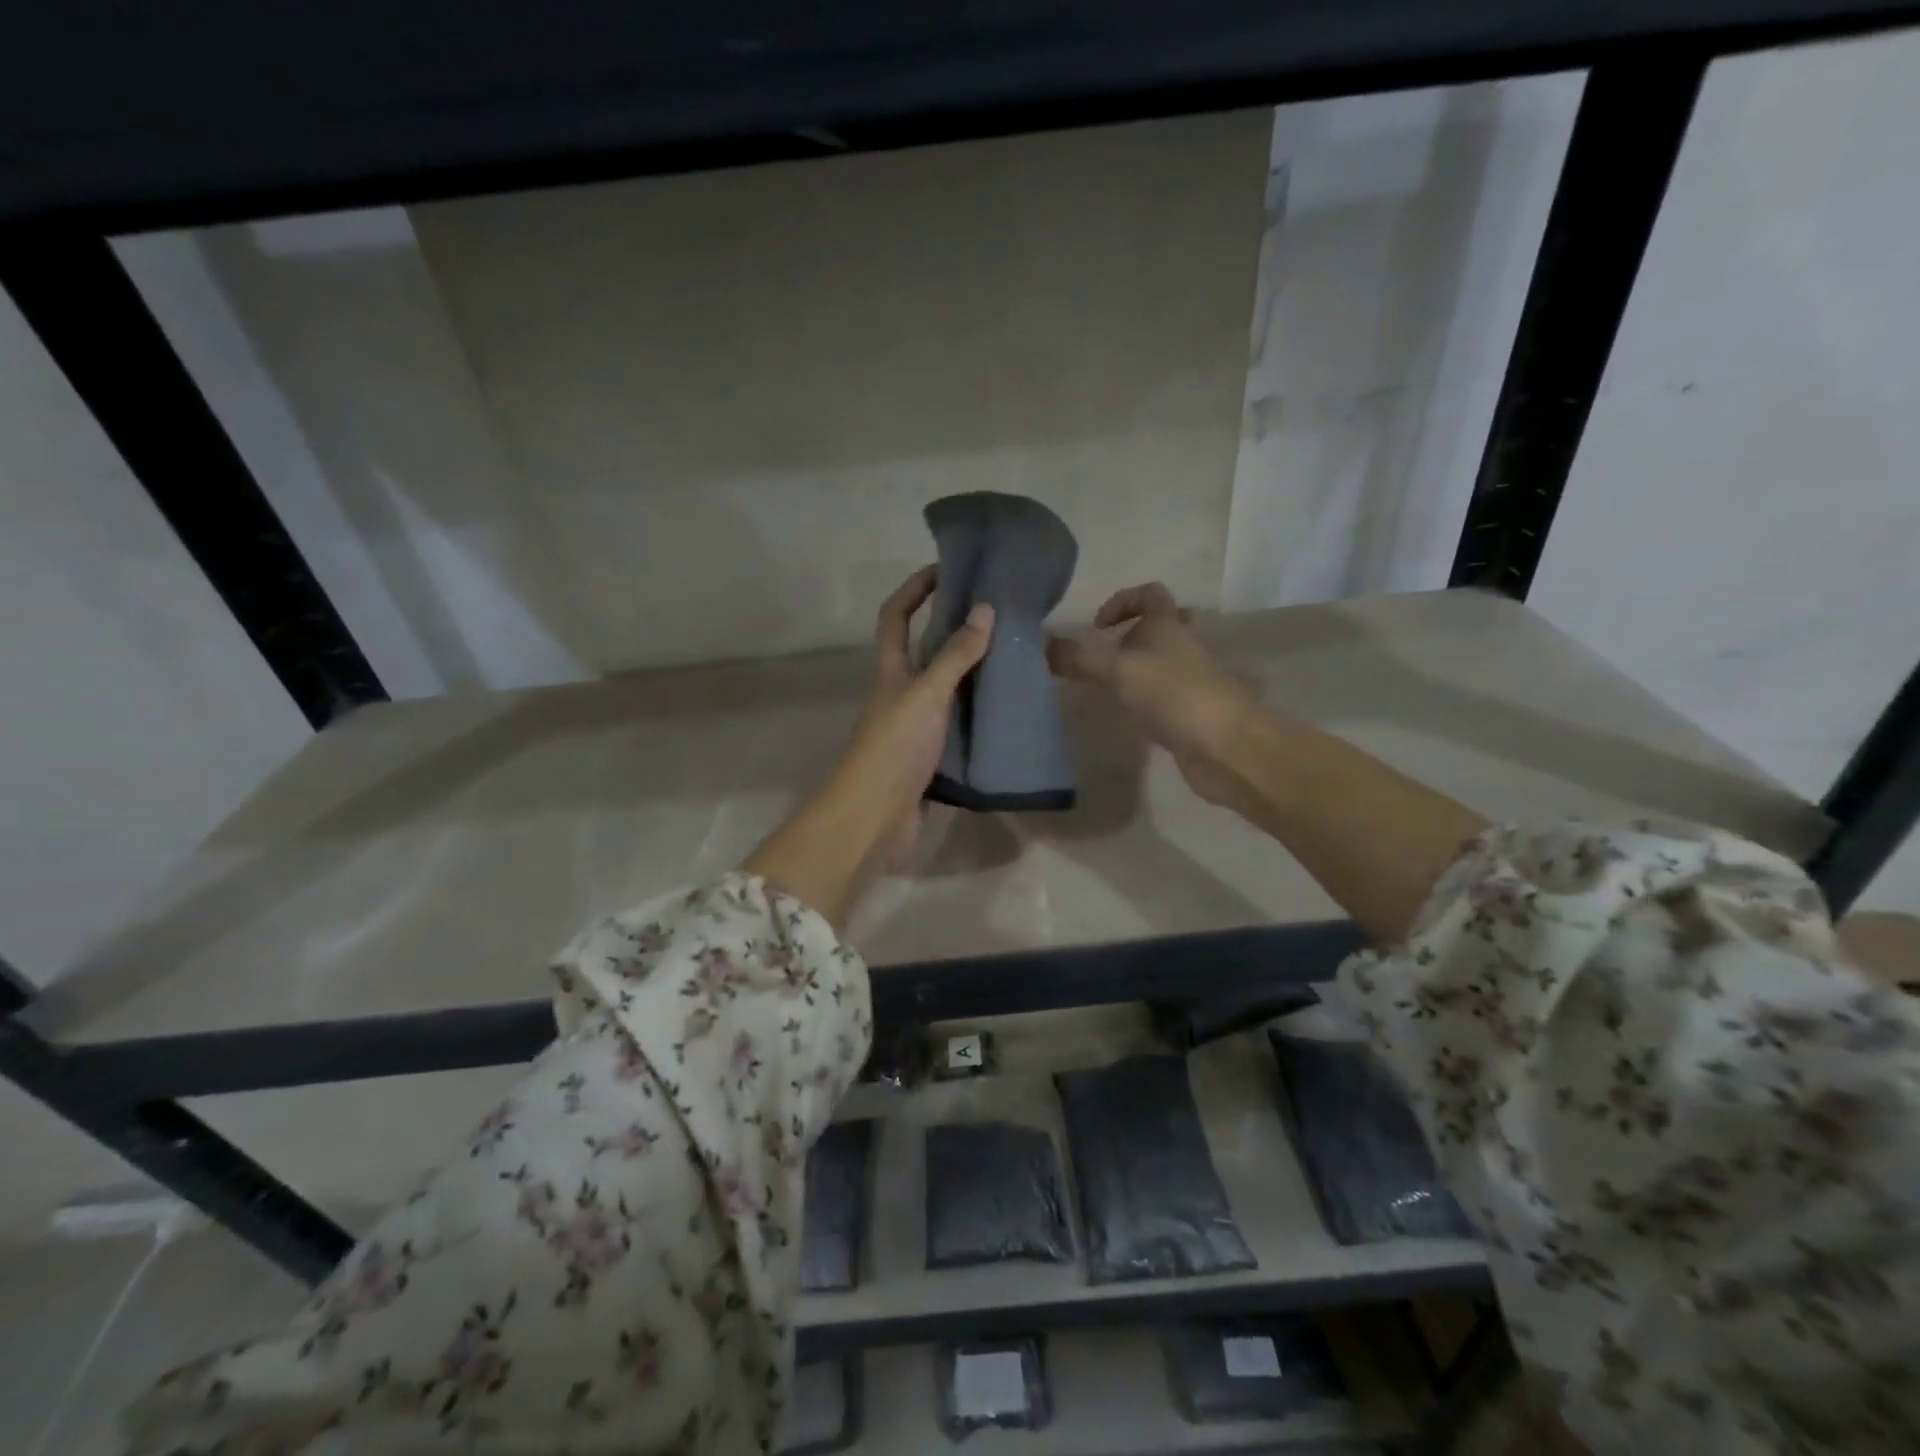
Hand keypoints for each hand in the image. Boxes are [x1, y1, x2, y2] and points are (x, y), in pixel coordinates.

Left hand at [842, 566, 995, 867]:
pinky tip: (1006, 710)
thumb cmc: (895, 747)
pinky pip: (957, 723)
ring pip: (945, 688)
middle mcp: (900, 692)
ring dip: (971, 673)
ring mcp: (914, 725)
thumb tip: (985, 609)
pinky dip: (977, 713)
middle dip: (953, 628)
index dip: (914, 589)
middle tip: (996, 615)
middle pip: (924, 650)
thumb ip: (956, 656)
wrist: (875, 816)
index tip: (946, 569)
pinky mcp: (929, 755)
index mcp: (891, 670)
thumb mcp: (928, 694)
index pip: (896, 616)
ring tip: (1012, 658)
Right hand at [1047, 582, 1258, 808]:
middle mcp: (1183, 647)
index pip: (1150, 594)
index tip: (1097, 626)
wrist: (1227, 747)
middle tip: (1103, 654)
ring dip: (1137, 668)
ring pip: (1162, 663)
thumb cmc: (1175, 695)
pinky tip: (1127, 714)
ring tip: (1106, 686)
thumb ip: (1079, 658)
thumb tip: (1040, 645)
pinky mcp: (1191, 713)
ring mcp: (1190, 681)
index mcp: (1168, 626)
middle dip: (1131, 634)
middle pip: (1160, 627)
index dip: (1123, 600)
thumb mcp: (1118, 671)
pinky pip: (1164, 695)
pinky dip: (1144, 698)